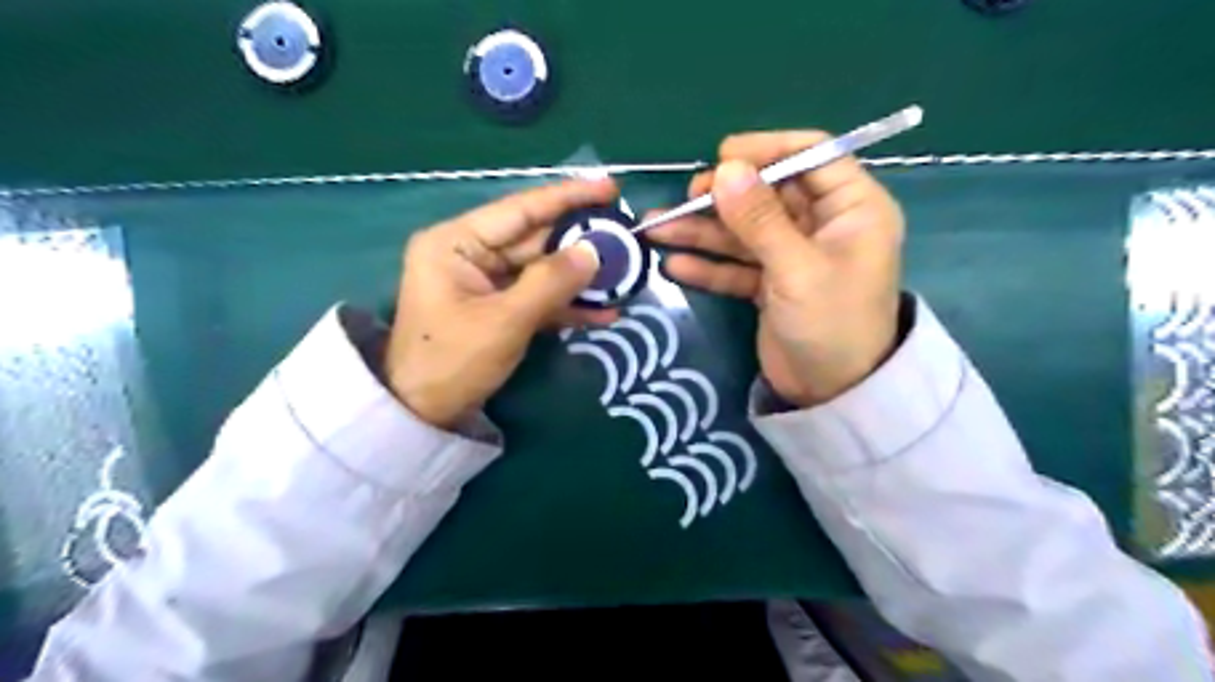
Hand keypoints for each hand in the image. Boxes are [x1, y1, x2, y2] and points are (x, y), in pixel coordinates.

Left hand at [387, 180, 618, 426]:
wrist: (423, 414)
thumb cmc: (452, 362)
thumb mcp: (504, 321)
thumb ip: (551, 282)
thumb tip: (594, 251)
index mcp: (457, 242)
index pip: (520, 209)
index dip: (568, 197)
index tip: (610, 188)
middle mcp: (471, 254)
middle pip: (536, 239)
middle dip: (582, 244)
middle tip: (627, 240)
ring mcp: (486, 282)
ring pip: (543, 270)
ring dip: (581, 278)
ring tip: (625, 279)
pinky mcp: (499, 308)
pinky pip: (538, 297)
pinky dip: (568, 305)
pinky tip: (604, 313)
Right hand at [654, 134, 900, 410]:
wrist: (833, 395)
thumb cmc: (831, 325)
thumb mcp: (796, 269)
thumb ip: (759, 220)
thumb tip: (724, 169)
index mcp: (852, 208)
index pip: (812, 155)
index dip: (767, 151)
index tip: (721, 157)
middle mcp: (823, 225)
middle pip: (768, 194)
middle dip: (723, 197)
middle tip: (685, 200)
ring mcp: (793, 255)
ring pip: (745, 231)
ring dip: (703, 231)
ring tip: (657, 229)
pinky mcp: (772, 283)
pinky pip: (737, 265)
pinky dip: (709, 266)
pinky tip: (674, 265)